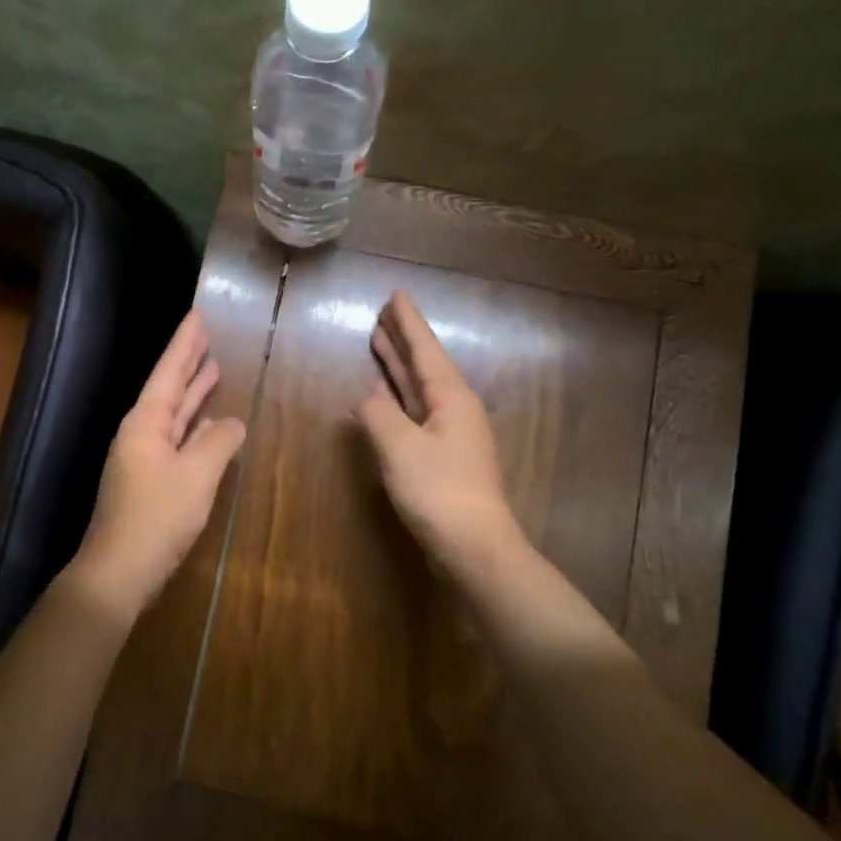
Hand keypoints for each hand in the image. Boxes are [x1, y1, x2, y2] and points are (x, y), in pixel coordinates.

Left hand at [64, 310, 246, 625]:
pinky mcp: (151, 481)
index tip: (197, 316)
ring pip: (173, 415)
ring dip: (193, 394)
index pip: (168, 372)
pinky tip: (210, 424)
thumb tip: (232, 423)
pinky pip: (177, 441)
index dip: (184, 344)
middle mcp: (141, 433)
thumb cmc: (157, 516)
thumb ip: (218, 442)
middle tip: (206, 335)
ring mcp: (144, 458)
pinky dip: (194, 429)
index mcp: (145, 423)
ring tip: (213, 369)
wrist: (119, 571)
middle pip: (168, 389)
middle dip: (188, 363)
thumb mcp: (197, 475)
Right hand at [356, 291, 526, 581]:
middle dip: (403, 340)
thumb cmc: (438, 490)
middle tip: (384, 314)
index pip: (425, 350)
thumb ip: (377, 414)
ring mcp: (450, 434)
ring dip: (398, 367)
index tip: (397, 294)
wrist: (474, 546)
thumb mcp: (399, 446)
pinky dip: (397, 399)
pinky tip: (383, 397)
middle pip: (424, 365)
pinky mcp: (442, 457)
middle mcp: (454, 409)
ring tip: (379, 343)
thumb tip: (367, 399)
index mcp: (451, 398)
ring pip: (419, 389)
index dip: (408, 322)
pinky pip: (415, 412)